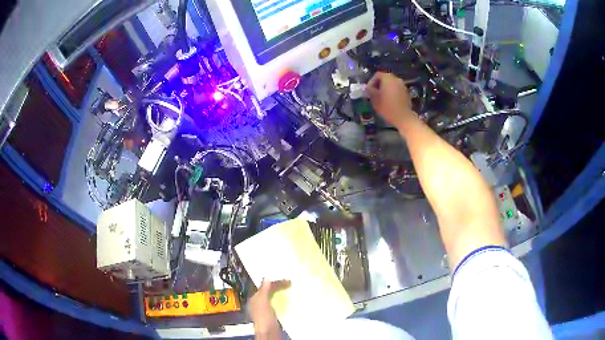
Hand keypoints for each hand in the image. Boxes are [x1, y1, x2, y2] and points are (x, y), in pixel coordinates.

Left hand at [248, 279, 290, 338]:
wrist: (269, 333)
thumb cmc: (264, 317)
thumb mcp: (262, 301)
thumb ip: (264, 290)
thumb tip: (266, 278)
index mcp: (254, 299)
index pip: (264, 287)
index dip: (275, 283)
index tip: (287, 281)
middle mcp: (258, 304)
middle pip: (268, 292)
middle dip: (278, 287)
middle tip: (290, 283)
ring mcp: (266, 311)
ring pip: (274, 298)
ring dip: (281, 294)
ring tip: (290, 290)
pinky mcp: (273, 317)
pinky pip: (278, 305)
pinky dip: (283, 301)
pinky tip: (290, 302)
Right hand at [367, 72, 414, 127]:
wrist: (403, 117)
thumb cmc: (387, 106)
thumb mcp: (374, 98)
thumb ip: (370, 90)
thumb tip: (368, 87)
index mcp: (388, 78)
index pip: (377, 75)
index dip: (371, 82)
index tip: (369, 90)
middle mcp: (396, 79)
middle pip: (385, 79)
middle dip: (379, 85)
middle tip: (374, 93)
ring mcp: (403, 86)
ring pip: (391, 84)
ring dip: (386, 89)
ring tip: (381, 98)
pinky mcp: (406, 93)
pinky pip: (397, 90)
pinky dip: (392, 93)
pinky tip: (390, 101)